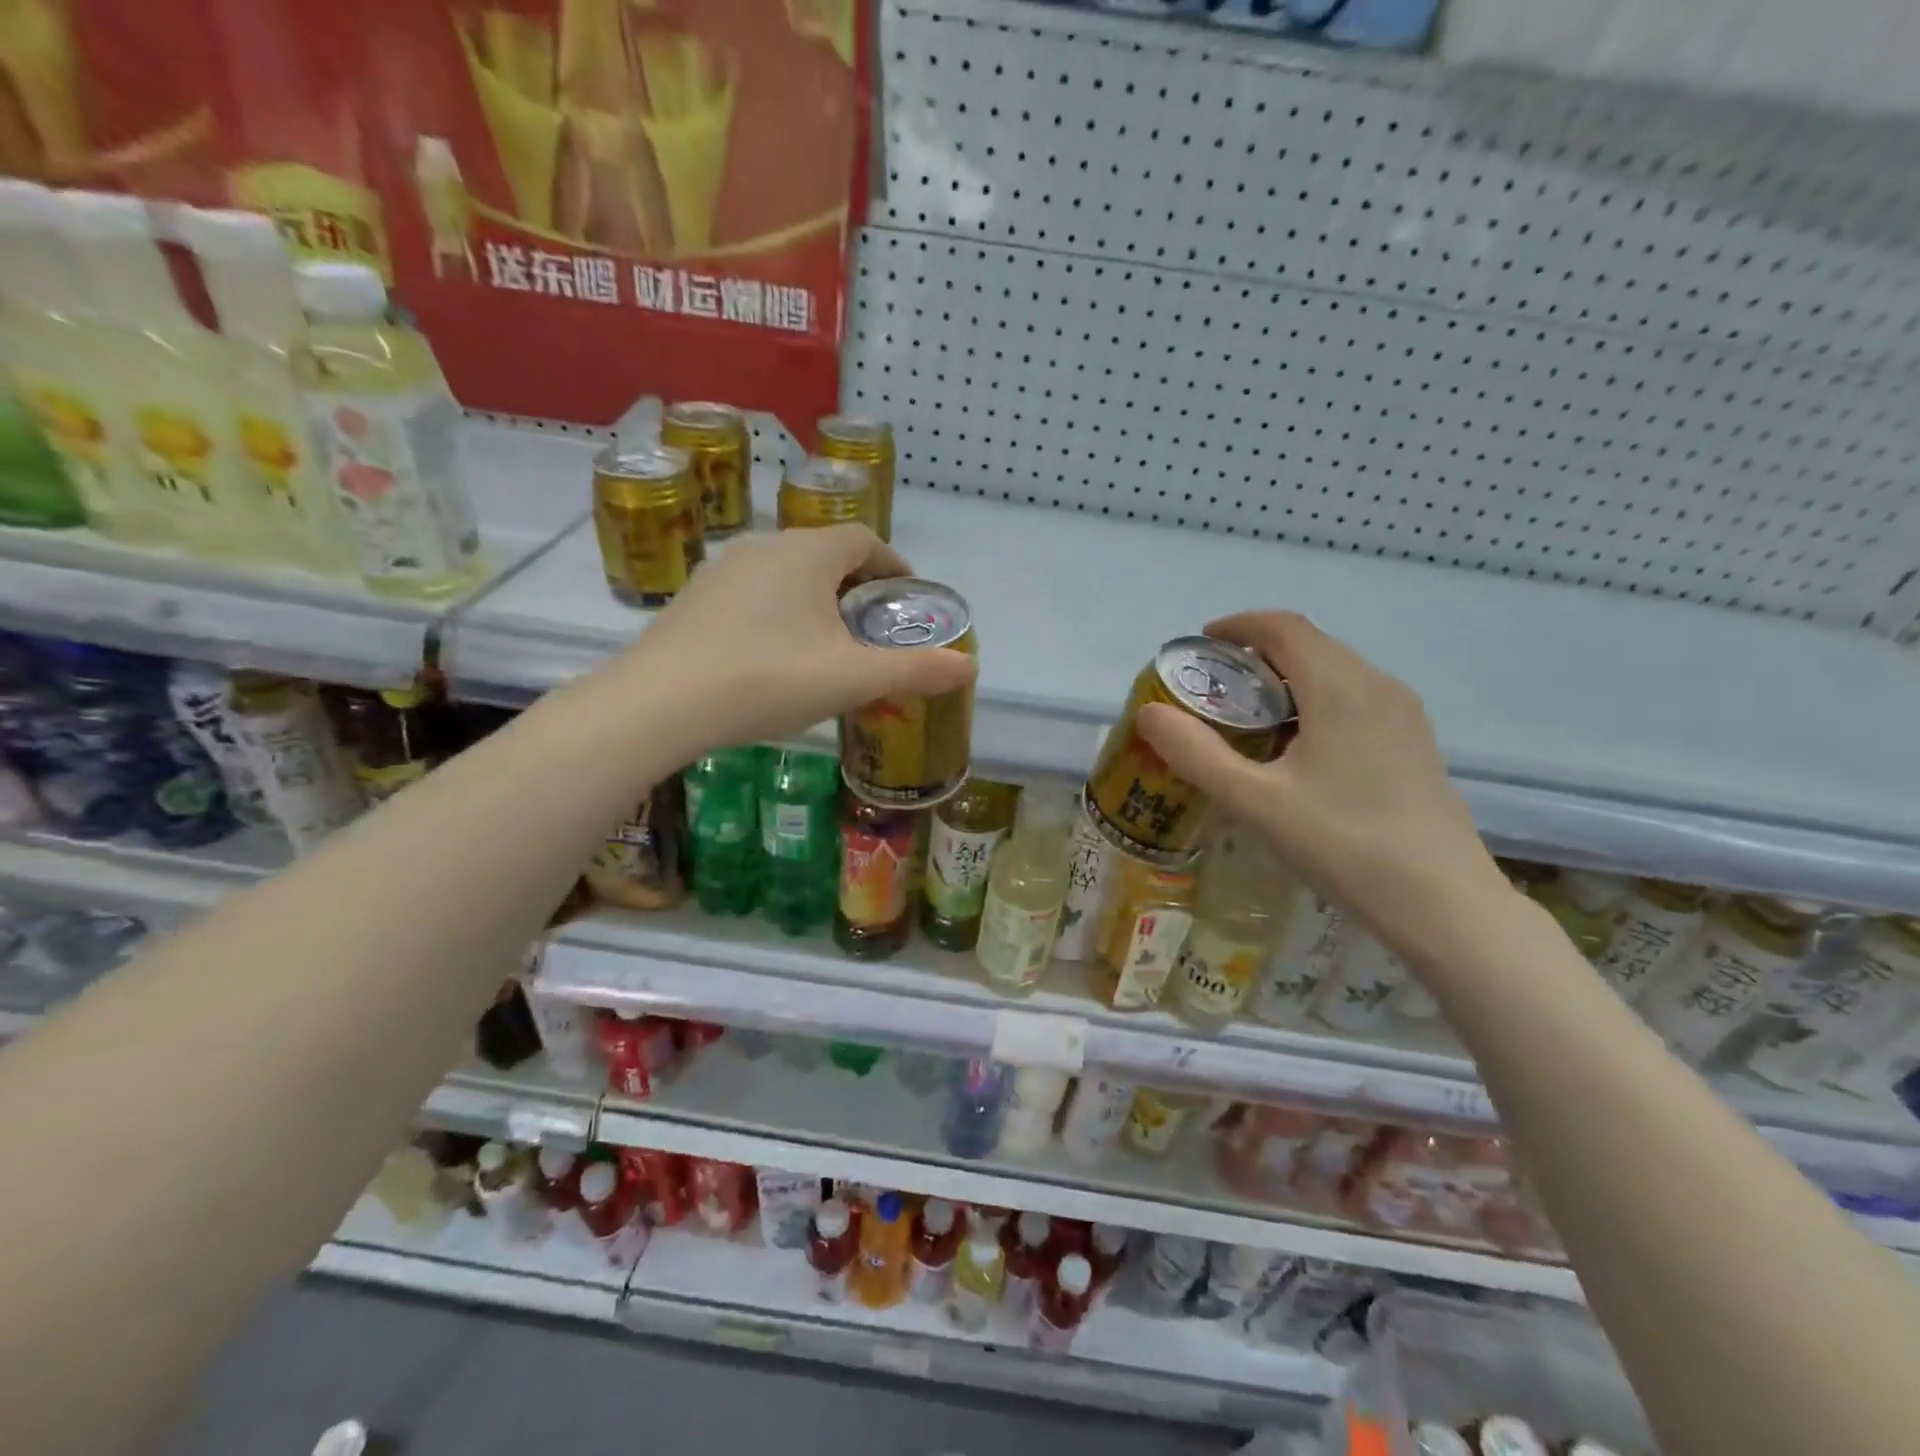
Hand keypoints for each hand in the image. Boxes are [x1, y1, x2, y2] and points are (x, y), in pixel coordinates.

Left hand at [624, 525, 976, 755]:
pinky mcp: (694, 599)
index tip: (906, 597)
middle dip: (856, 585)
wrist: (660, 704)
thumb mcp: (852, 679)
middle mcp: (764, 547)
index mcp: (807, 554)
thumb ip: (913, 670)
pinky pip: (753, 593)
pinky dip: (778, 612)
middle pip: (825, 553)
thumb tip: (969, 665)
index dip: (893, 564)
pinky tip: (775, 655)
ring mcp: (722, 570)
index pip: (864, 539)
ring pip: (786, 574)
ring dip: (816, 599)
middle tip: (872, 627)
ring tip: (828, 643)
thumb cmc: (768, 680)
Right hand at [1137, 611, 1510, 959]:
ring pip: (1334, 672)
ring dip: (1286, 679)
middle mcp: (1377, 685)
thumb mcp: (1256, 802)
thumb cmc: (1344, 845)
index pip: (1283, 627)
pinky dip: (1313, 702)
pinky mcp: (1413, 743)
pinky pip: (1354, 699)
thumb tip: (1149, 712)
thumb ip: (1197, 754)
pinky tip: (1296, 751)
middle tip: (1214, 689)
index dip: (1238, 625)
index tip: (1201, 645)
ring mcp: (1403, 714)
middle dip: (1256, 654)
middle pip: (1309, 645)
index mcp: (1340, 688)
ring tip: (1248, 720)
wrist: (1444, 904)